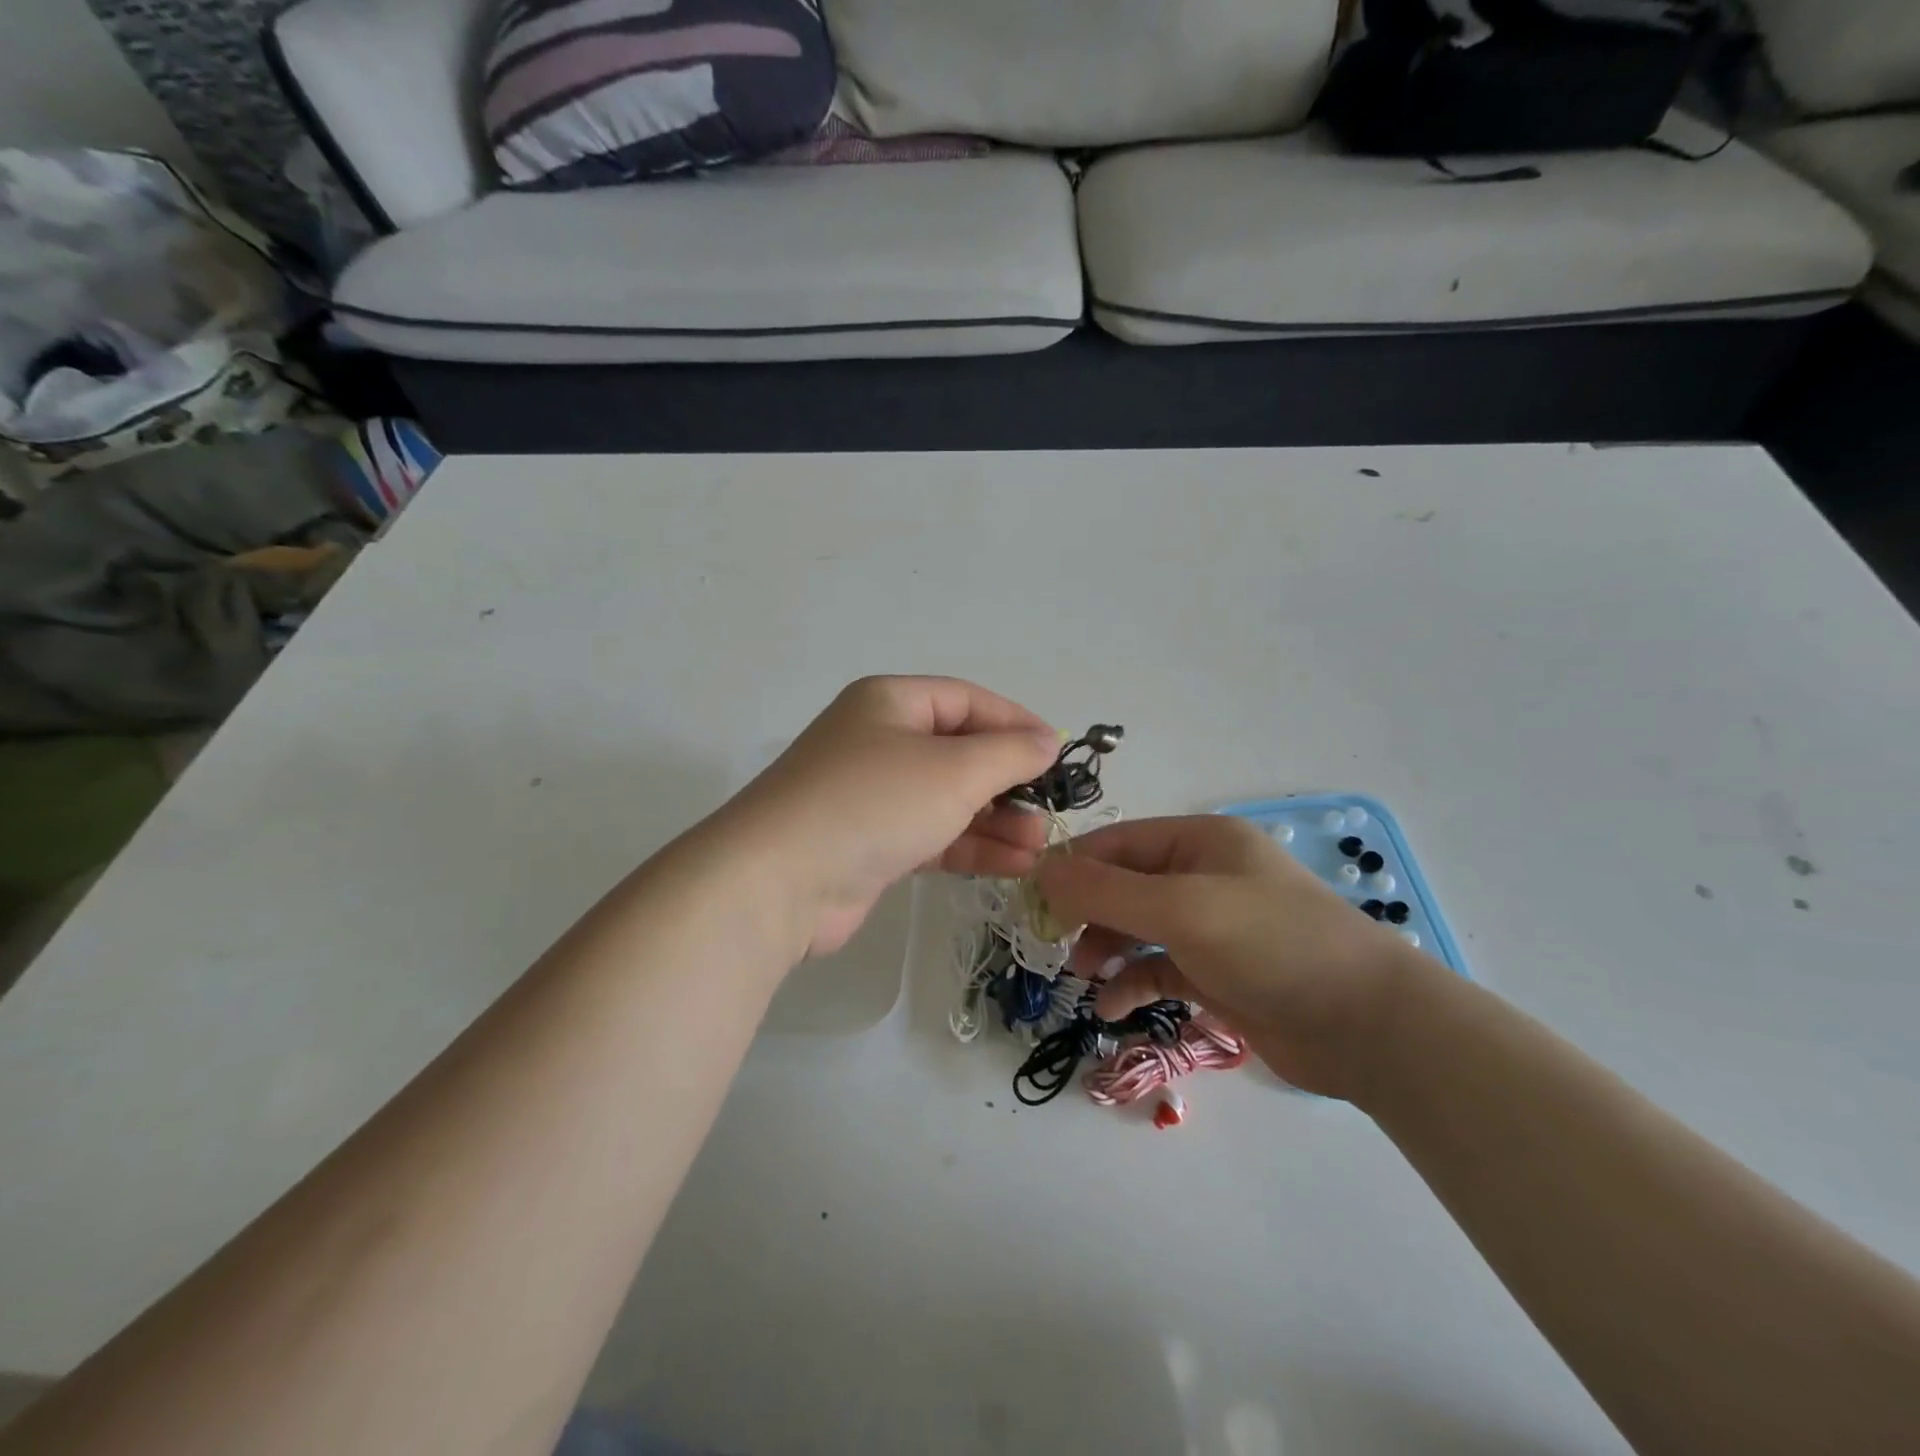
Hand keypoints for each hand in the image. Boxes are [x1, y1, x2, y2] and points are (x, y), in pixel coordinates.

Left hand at [727, 677, 1061, 955]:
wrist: (778, 883)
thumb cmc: (874, 803)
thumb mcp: (953, 770)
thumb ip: (1009, 753)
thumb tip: (1048, 740)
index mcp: (891, 702)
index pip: (968, 700)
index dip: (1017, 723)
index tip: (1059, 754)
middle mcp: (880, 741)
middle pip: (960, 752)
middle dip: (1009, 782)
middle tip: (1050, 810)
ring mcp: (873, 796)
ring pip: (949, 800)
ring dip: (996, 821)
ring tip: (1039, 846)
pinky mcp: (870, 844)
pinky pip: (933, 836)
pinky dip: (970, 847)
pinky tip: (1014, 864)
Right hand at [1037, 815, 1432, 1100]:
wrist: (1368, 1026)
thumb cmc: (1271, 945)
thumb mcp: (1181, 910)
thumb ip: (1106, 891)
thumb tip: (1041, 872)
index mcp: (1200, 841)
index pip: (1118, 843)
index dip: (1072, 867)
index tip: (1031, 900)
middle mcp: (1203, 876)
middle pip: (1124, 885)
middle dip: (1087, 913)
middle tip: (1055, 944)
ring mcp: (1212, 926)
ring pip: (1137, 929)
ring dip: (1106, 950)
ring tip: (1085, 977)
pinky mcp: (1218, 973)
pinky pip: (1159, 969)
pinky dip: (1133, 984)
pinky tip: (1111, 1007)